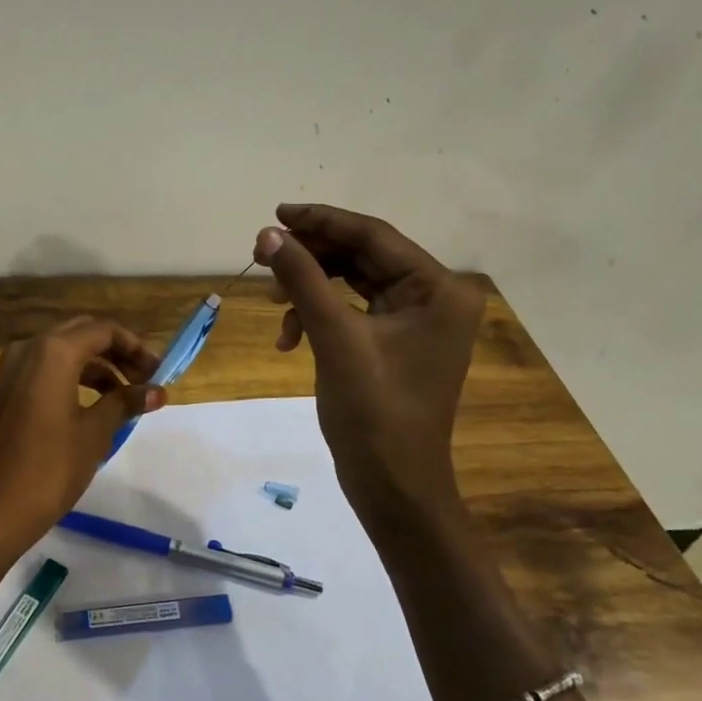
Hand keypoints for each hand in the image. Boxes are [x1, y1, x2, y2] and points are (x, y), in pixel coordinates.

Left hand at [0, 317, 163, 626]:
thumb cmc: (48, 470)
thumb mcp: (94, 434)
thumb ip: (125, 402)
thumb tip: (158, 391)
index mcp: (53, 351)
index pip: (104, 330)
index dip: (136, 348)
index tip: (160, 373)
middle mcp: (29, 349)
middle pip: (82, 335)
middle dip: (117, 353)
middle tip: (145, 380)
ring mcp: (12, 370)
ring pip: (63, 353)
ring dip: (97, 368)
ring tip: (126, 398)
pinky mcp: (5, 393)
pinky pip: (46, 371)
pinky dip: (73, 379)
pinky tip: (94, 407)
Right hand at [253, 203, 484, 522]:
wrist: (393, 487)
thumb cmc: (375, 414)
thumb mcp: (335, 338)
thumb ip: (303, 279)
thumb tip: (268, 234)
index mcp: (438, 290)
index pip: (374, 236)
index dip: (323, 220)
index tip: (277, 213)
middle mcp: (433, 297)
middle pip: (362, 257)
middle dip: (312, 257)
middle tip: (262, 253)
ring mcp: (413, 322)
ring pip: (351, 283)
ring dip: (309, 288)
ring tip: (271, 299)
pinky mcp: (392, 343)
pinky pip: (350, 311)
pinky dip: (317, 316)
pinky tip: (289, 338)